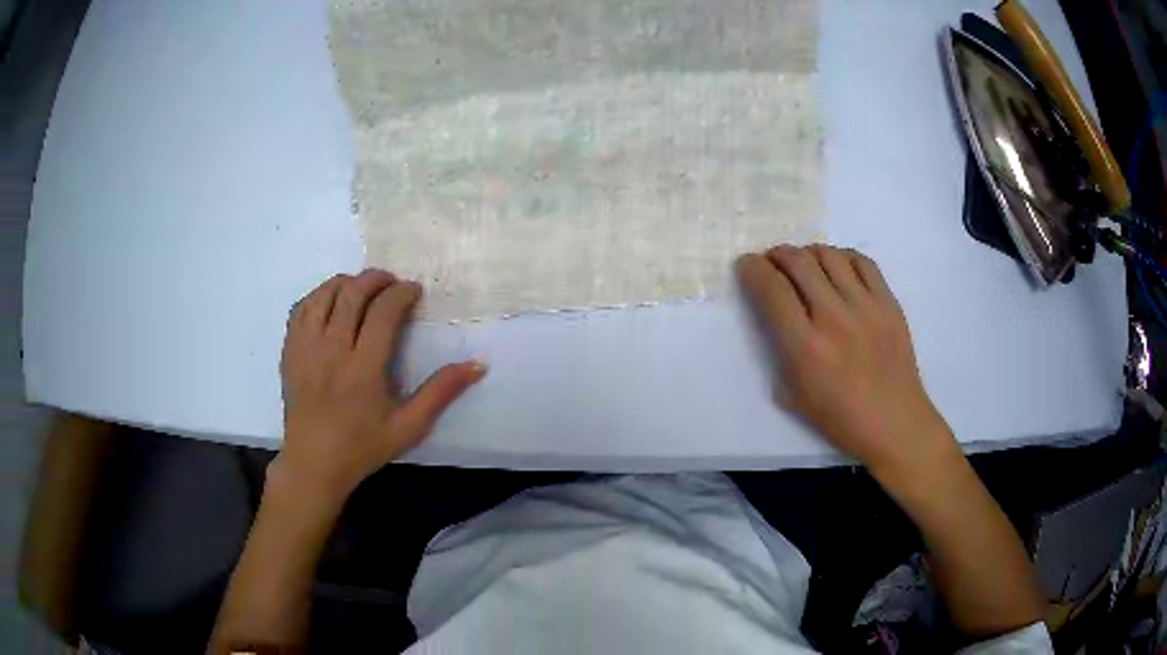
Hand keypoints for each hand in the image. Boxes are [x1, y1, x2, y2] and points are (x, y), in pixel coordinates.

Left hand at [275, 269, 485, 505]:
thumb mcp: (409, 427)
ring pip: (325, 294)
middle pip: (352, 294)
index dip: (401, 293)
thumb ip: (441, 392)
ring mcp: (306, 348)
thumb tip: (477, 364)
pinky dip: (319, 295)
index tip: (414, 291)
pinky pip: (301, 307)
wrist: (314, 462)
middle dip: (376, 279)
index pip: (383, 311)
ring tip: (362, 288)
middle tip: (392, 283)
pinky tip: (331, 301)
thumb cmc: (363, 446)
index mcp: (363, 368)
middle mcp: (332, 350)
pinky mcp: (290, 350)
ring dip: (347, 282)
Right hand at [736, 245, 956, 476]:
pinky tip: (838, 268)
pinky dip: (842, 257)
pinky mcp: (889, 302)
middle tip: (772, 262)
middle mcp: (833, 318)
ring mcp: (865, 306)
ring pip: (829, 255)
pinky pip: (862, 262)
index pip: (771, 288)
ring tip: (805, 265)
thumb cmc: (840, 417)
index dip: (752, 268)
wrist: (894, 422)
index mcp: (805, 347)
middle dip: (776, 254)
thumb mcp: (793, 395)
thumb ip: (779, 351)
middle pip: (798, 262)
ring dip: (808, 253)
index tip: (747, 266)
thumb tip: (775, 316)